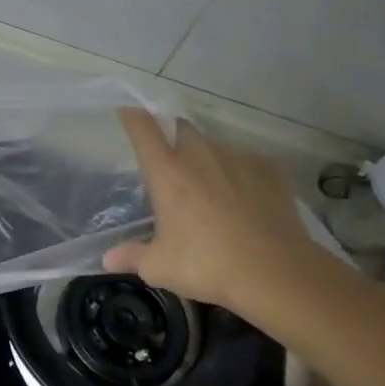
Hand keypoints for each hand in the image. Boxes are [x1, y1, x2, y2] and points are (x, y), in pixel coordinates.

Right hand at [103, 109, 329, 324]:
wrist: (275, 273)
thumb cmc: (206, 266)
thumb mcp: (159, 267)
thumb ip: (131, 256)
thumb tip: (108, 258)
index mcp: (168, 174)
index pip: (144, 131)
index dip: (133, 118)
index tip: (127, 112)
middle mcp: (201, 157)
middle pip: (182, 129)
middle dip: (172, 136)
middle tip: (169, 160)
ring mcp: (239, 159)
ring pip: (215, 146)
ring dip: (205, 157)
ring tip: (207, 185)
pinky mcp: (270, 170)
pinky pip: (246, 161)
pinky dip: (238, 172)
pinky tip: (242, 195)